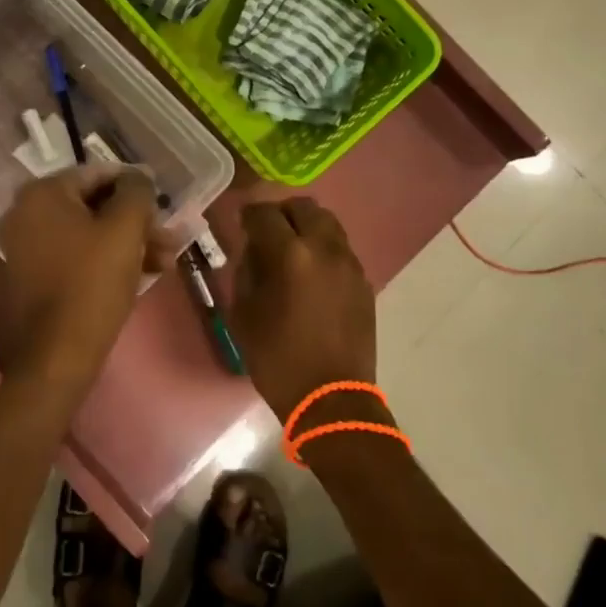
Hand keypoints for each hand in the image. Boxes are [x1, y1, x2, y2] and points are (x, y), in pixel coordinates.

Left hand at [0, 167, 175, 390]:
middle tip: (170, 239)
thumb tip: (139, 177)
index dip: (136, 187)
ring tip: (165, 261)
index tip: (164, 206)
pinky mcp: (33, 276)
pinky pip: (76, 255)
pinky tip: (143, 274)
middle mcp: (25, 213)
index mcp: (41, 193)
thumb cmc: (93, 282)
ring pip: (89, 233)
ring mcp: (26, 246)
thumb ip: (137, 191)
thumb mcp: (125, 229)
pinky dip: (107, 259)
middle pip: (94, 205)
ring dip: (129, 243)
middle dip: (136, 222)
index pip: (98, 174)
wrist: (59, 354)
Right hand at [231, 198, 377, 422]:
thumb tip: (254, 251)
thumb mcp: (244, 315)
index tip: (241, 223)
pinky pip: (341, 249)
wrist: (332, 399)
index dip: (249, 214)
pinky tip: (311, 273)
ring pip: (328, 223)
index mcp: (291, 256)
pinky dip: (323, 248)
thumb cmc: (278, 360)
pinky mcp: (364, 282)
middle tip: (267, 232)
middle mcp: (325, 249)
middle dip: (281, 214)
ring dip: (306, 227)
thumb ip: (246, 272)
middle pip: (304, 208)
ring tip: (291, 250)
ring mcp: (350, 264)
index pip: (265, 214)